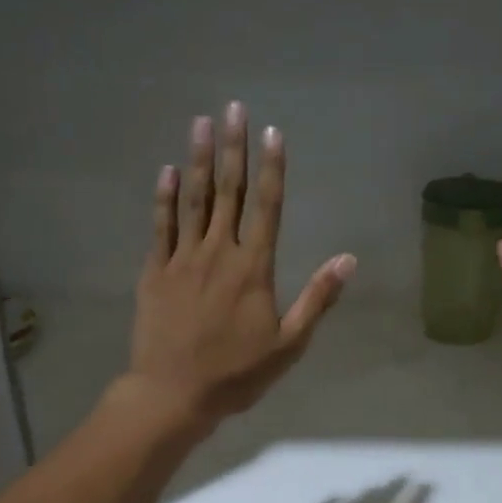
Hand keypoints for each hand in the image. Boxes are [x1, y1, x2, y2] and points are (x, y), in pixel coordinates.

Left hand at [126, 102, 355, 436]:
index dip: (272, 168)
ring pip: (194, 201)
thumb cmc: (236, 374)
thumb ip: (317, 299)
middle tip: (234, 108)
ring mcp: (182, 260)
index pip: (267, 207)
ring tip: (201, 124)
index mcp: (253, 268)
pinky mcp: (154, 272)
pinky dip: (164, 198)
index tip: (274, 132)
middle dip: (234, 148)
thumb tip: (347, 259)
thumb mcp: (289, 344)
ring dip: (200, 161)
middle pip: (229, 192)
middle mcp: (218, 253)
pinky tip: (167, 171)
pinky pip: (160, 227)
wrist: (173, 394)